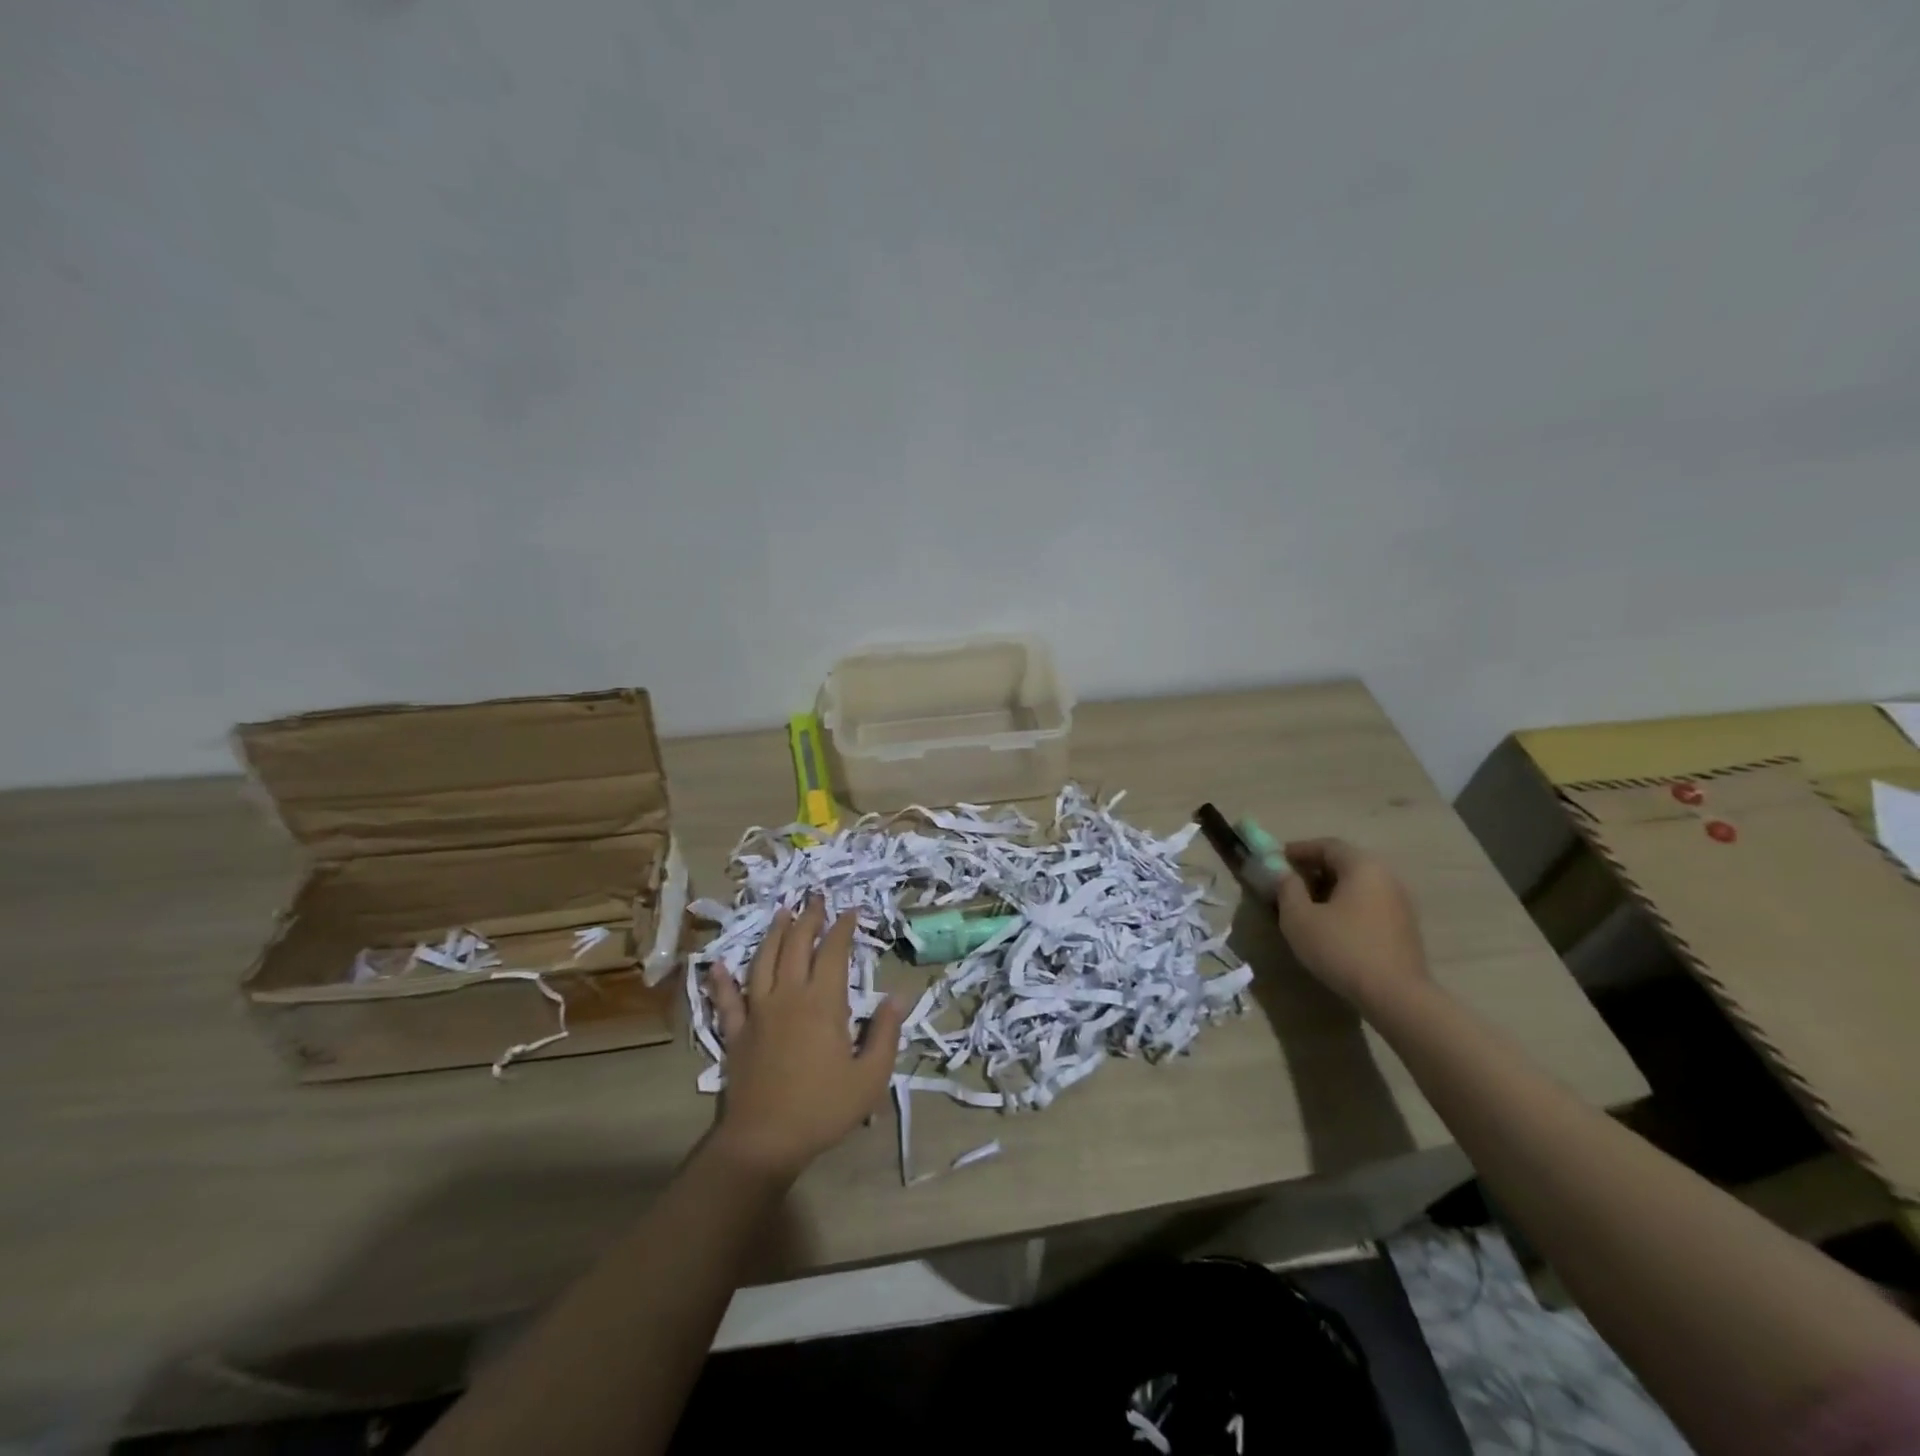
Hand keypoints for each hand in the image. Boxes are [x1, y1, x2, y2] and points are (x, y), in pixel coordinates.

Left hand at [706, 897, 905, 1182]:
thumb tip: (898, 996)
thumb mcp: (870, 1076)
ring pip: (763, 961)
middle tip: (816, 898)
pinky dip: (721, 979)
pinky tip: (717, 964)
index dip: (843, 928)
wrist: (764, 1141)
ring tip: (782, 911)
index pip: (834, 952)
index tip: (851, 911)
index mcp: (823, 1003)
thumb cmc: (823, 1108)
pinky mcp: (735, 1032)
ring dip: (773, 933)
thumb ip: (885, 1032)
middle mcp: (788, 996)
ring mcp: (757, 1011)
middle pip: (797, 945)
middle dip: (809, 918)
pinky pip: (726, 999)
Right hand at [1275, 838, 1429, 1013]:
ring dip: (1330, 889)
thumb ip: (1286, 888)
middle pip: (1345, 863)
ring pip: (1358, 884)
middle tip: (1289, 883)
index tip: (1276, 860)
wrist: (1396, 996)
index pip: (1327, 845)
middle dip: (1314, 869)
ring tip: (1307, 906)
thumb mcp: (1299, 917)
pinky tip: (1332, 925)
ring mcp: (1400, 902)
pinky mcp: (1405, 926)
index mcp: (1362, 866)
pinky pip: (1369, 903)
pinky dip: (1347, 905)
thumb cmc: (1342, 948)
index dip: (1298, 850)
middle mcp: (1386, 876)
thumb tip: (1283, 873)